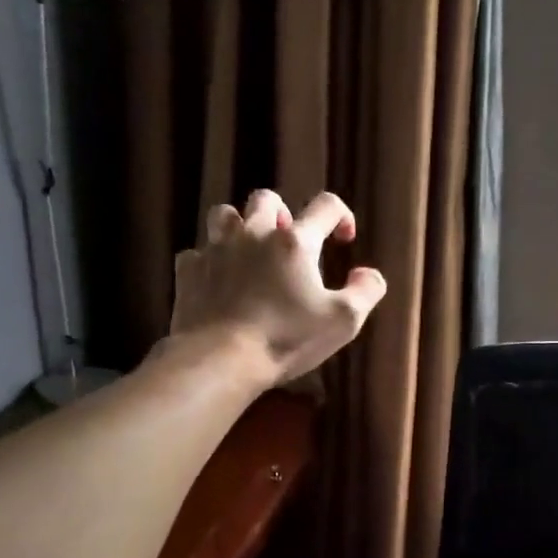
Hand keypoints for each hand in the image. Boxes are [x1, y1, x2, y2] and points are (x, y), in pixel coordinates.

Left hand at [168, 189, 387, 385]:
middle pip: (266, 199)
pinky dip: (210, 261)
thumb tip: (369, 274)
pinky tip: (218, 279)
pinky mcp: (188, 271)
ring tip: (250, 250)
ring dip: (240, 225)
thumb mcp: (343, 321)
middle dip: (282, 213)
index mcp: (295, 242)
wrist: (221, 359)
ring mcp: (215, 249)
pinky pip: (197, 252)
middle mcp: (254, 233)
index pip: (325, 206)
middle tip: (290, 240)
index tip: (344, 237)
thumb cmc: (287, 339)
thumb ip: (366, 292)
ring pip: (224, 214)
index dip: (340, 214)